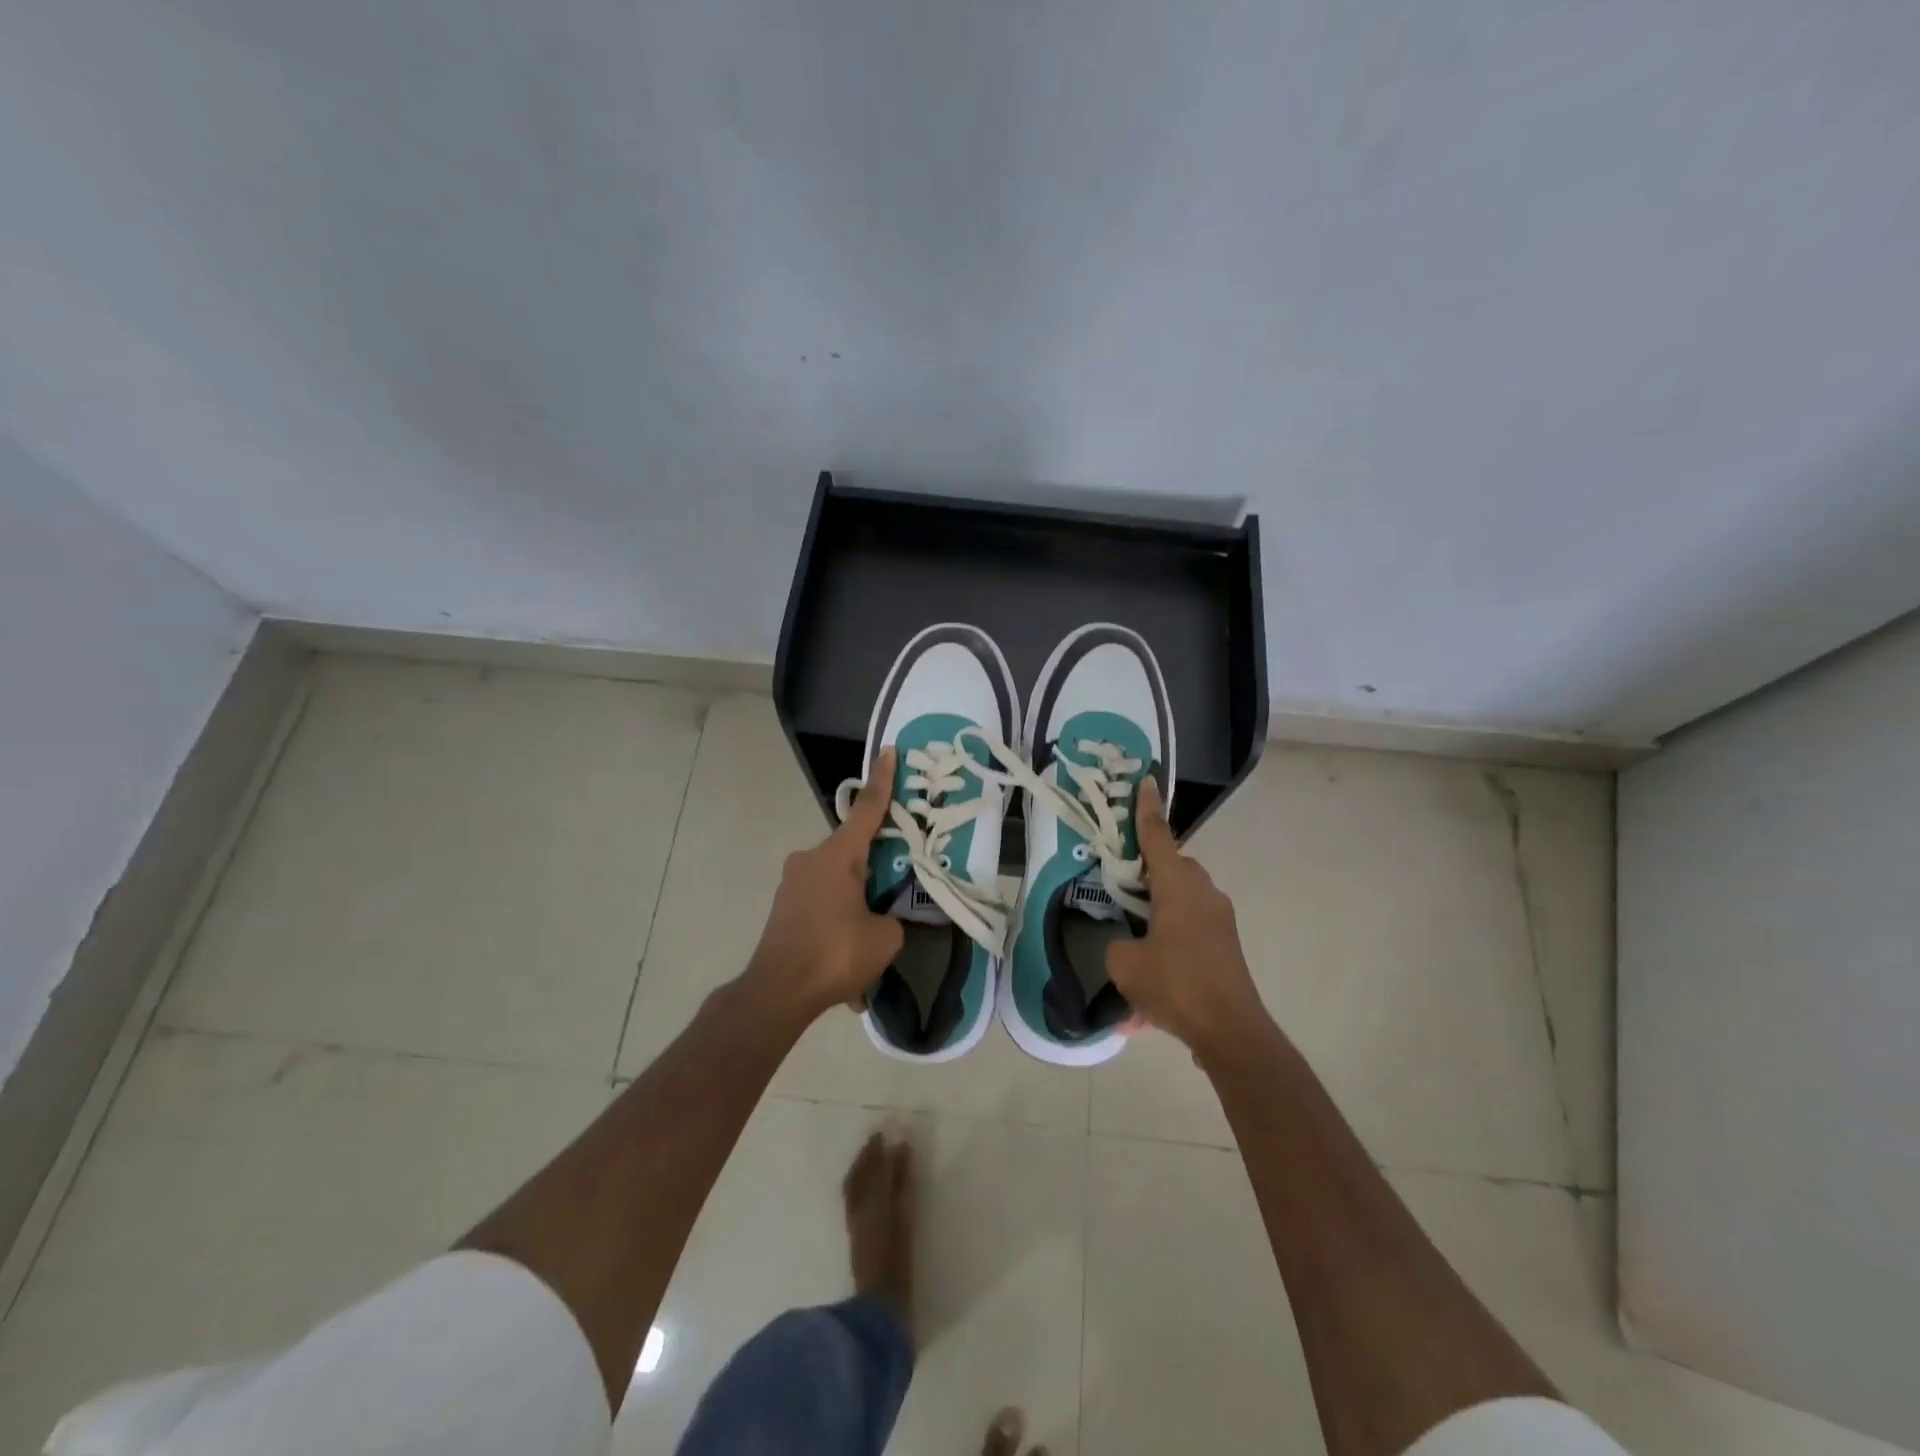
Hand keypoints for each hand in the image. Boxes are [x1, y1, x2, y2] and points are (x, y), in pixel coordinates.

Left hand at [745, 749, 905, 1019]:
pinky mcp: (784, 907)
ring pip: (837, 882)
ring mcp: (793, 883)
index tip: (889, 751)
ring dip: (856, 904)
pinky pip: (822, 906)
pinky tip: (847, 967)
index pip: (868, 809)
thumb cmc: (835, 954)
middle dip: (875, 867)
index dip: (883, 781)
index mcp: (838, 856)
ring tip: (870, 943)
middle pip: (853, 851)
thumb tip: (881, 919)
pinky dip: (838, 926)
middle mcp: (811, 859)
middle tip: (896, 886)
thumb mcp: (885, 938)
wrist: (776, 992)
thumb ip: (891, 918)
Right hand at [1106, 777, 1266, 1057]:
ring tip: (1134, 940)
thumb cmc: (1175, 985)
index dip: (1146, 810)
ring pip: (1181, 899)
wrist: (1230, 1031)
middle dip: (1147, 872)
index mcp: (1178, 886)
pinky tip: (1152, 983)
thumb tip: (1127, 944)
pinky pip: (1191, 928)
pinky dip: (1171, 940)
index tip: (1146, 781)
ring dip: (1159, 910)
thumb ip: (1118, 943)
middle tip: (1120, 886)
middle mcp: (1203, 893)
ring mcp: (1219, 919)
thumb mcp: (1125, 964)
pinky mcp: (1225, 944)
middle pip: (1171, 868)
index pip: (1157, 838)